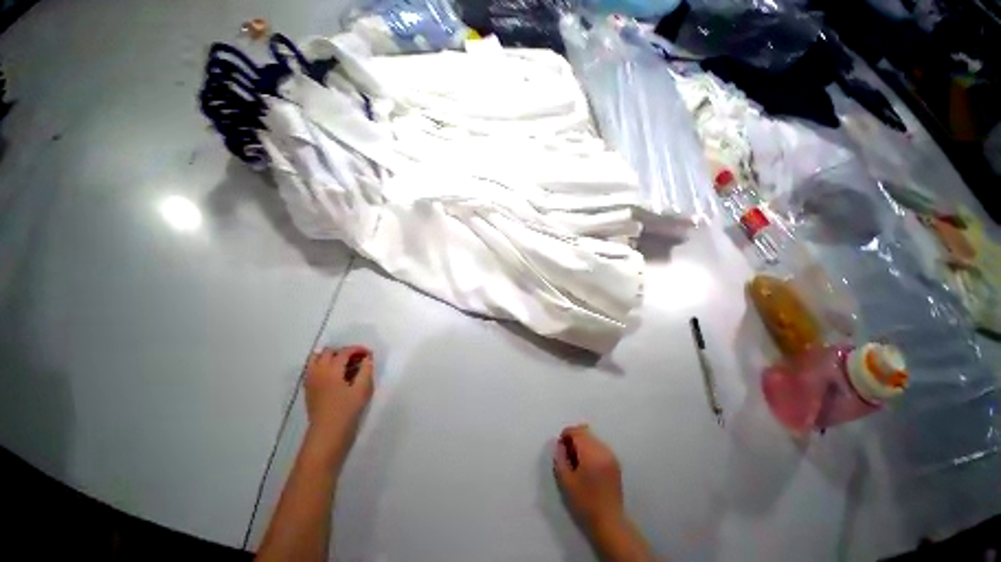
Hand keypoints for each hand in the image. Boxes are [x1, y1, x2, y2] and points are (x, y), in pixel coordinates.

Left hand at [304, 346, 374, 441]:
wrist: (327, 434)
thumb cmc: (347, 410)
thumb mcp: (363, 388)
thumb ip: (366, 369)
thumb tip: (367, 357)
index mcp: (331, 370)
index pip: (344, 352)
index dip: (357, 349)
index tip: (368, 354)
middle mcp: (318, 371)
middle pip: (328, 352)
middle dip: (343, 351)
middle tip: (357, 359)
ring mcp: (311, 380)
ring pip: (316, 359)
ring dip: (330, 357)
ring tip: (344, 364)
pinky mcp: (308, 389)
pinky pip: (313, 369)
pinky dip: (323, 366)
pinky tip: (334, 375)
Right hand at [553, 425, 624, 531]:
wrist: (609, 522)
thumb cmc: (585, 503)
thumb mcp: (566, 481)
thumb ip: (560, 458)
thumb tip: (559, 444)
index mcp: (591, 453)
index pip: (577, 432)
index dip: (566, 435)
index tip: (560, 446)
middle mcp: (603, 450)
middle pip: (585, 432)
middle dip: (574, 437)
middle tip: (566, 453)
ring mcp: (611, 455)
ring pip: (593, 438)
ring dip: (582, 443)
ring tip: (576, 460)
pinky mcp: (615, 462)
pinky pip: (599, 446)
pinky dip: (590, 449)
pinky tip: (586, 465)